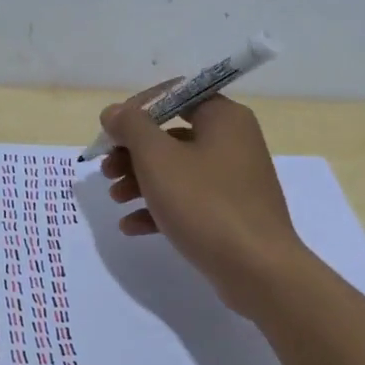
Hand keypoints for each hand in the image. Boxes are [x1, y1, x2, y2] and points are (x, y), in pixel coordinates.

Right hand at [98, 90, 310, 315]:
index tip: (110, 131)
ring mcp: (233, 180)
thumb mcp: (158, 159)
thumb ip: (131, 127)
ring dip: (139, 181)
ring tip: (115, 199)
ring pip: (176, 170)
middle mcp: (232, 142)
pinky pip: (187, 200)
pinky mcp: (229, 213)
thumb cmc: (206, 204)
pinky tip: (131, 226)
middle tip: (106, 169)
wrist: (258, 270)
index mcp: (223, 118)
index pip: (175, 94)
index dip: (137, 109)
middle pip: (171, 135)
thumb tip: (113, 112)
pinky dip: (159, 208)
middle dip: (132, 152)